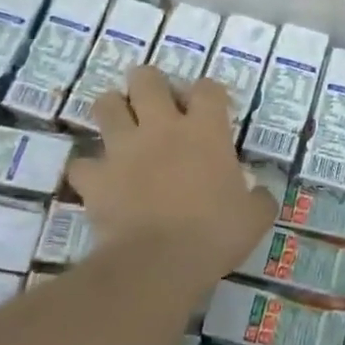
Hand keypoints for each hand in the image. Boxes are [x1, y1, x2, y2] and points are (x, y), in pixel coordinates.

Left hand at [66, 66, 277, 283]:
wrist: (158, 264)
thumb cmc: (214, 235)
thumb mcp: (254, 218)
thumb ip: (259, 198)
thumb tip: (262, 193)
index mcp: (205, 130)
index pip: (207, 87)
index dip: (208, 93)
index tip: (211, 109)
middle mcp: (162, 127)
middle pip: (147, 79)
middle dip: (148, 84)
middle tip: (155, 103)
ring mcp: (123, 149)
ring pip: (106, 105)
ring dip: (113, 111)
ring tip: (122, 127)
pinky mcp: (96, 178)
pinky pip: (81, 164)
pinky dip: (88, 170)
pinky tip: (98, 181)